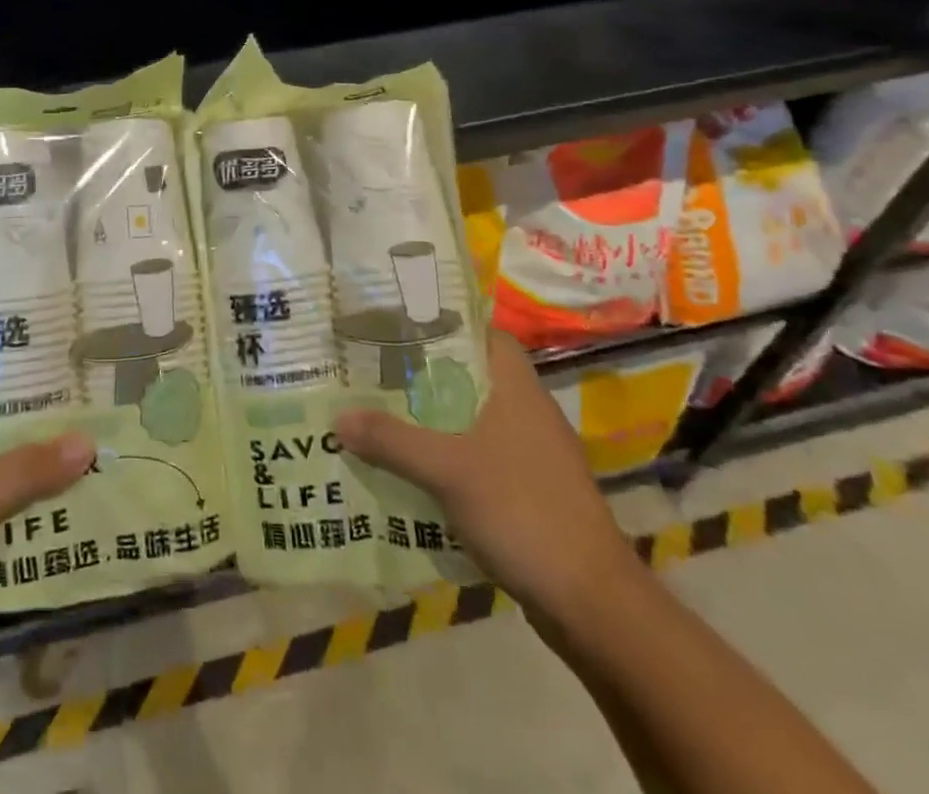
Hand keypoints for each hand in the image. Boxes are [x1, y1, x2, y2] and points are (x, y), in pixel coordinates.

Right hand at [334, 332, 643, 623]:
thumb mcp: (447, 470)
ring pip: (472, 421)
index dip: (446, 325)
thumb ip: (392, 440)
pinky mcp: (529, 494)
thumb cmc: (522, 511)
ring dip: (432, 421)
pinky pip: (479, 460)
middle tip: (375, 371)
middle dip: (424, 376)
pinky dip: (447, 459)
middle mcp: (528, 412)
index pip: (484, 334)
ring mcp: (532, 456)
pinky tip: (412, 472)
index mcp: (518, 388)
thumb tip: (337, 417)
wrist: (591, 603)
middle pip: (471, 378)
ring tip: (381, 416)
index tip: (400, 327)